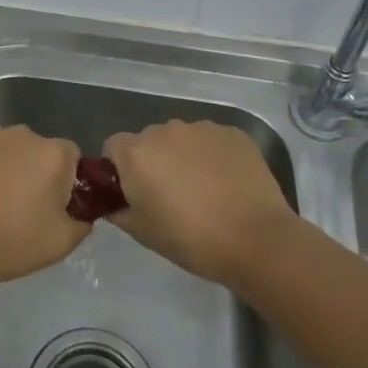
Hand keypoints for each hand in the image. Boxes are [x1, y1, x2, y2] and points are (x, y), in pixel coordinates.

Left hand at [0, 125, 88, 284]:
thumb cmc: (7, 240)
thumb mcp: (59, 244)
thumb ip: (82, 223)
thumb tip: (81, 213)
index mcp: (52, 153)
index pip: (72, 157)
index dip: (66, 182)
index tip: (53, 207)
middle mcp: (22, 133)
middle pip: (38, 150)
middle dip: (34, 172)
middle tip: (20, 208)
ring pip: (6, 149)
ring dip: (5, 167)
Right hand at [104, 120, 294, 284]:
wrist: (256, 239)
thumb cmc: (191, 239)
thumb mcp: (142, 232)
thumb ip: (118, 210)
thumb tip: (112, 202)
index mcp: (137, 153)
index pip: (114, 147)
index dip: (120, 169)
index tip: (135, 192)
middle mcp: (166, 130)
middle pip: (150, 140)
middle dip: (155, 161)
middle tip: (170, 195)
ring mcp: (202, 128)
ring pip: (182, 138)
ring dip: (184, 156)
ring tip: (204, 191)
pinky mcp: (233, 133)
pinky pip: (212, 141)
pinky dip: (213, 157)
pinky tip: (227, 184)